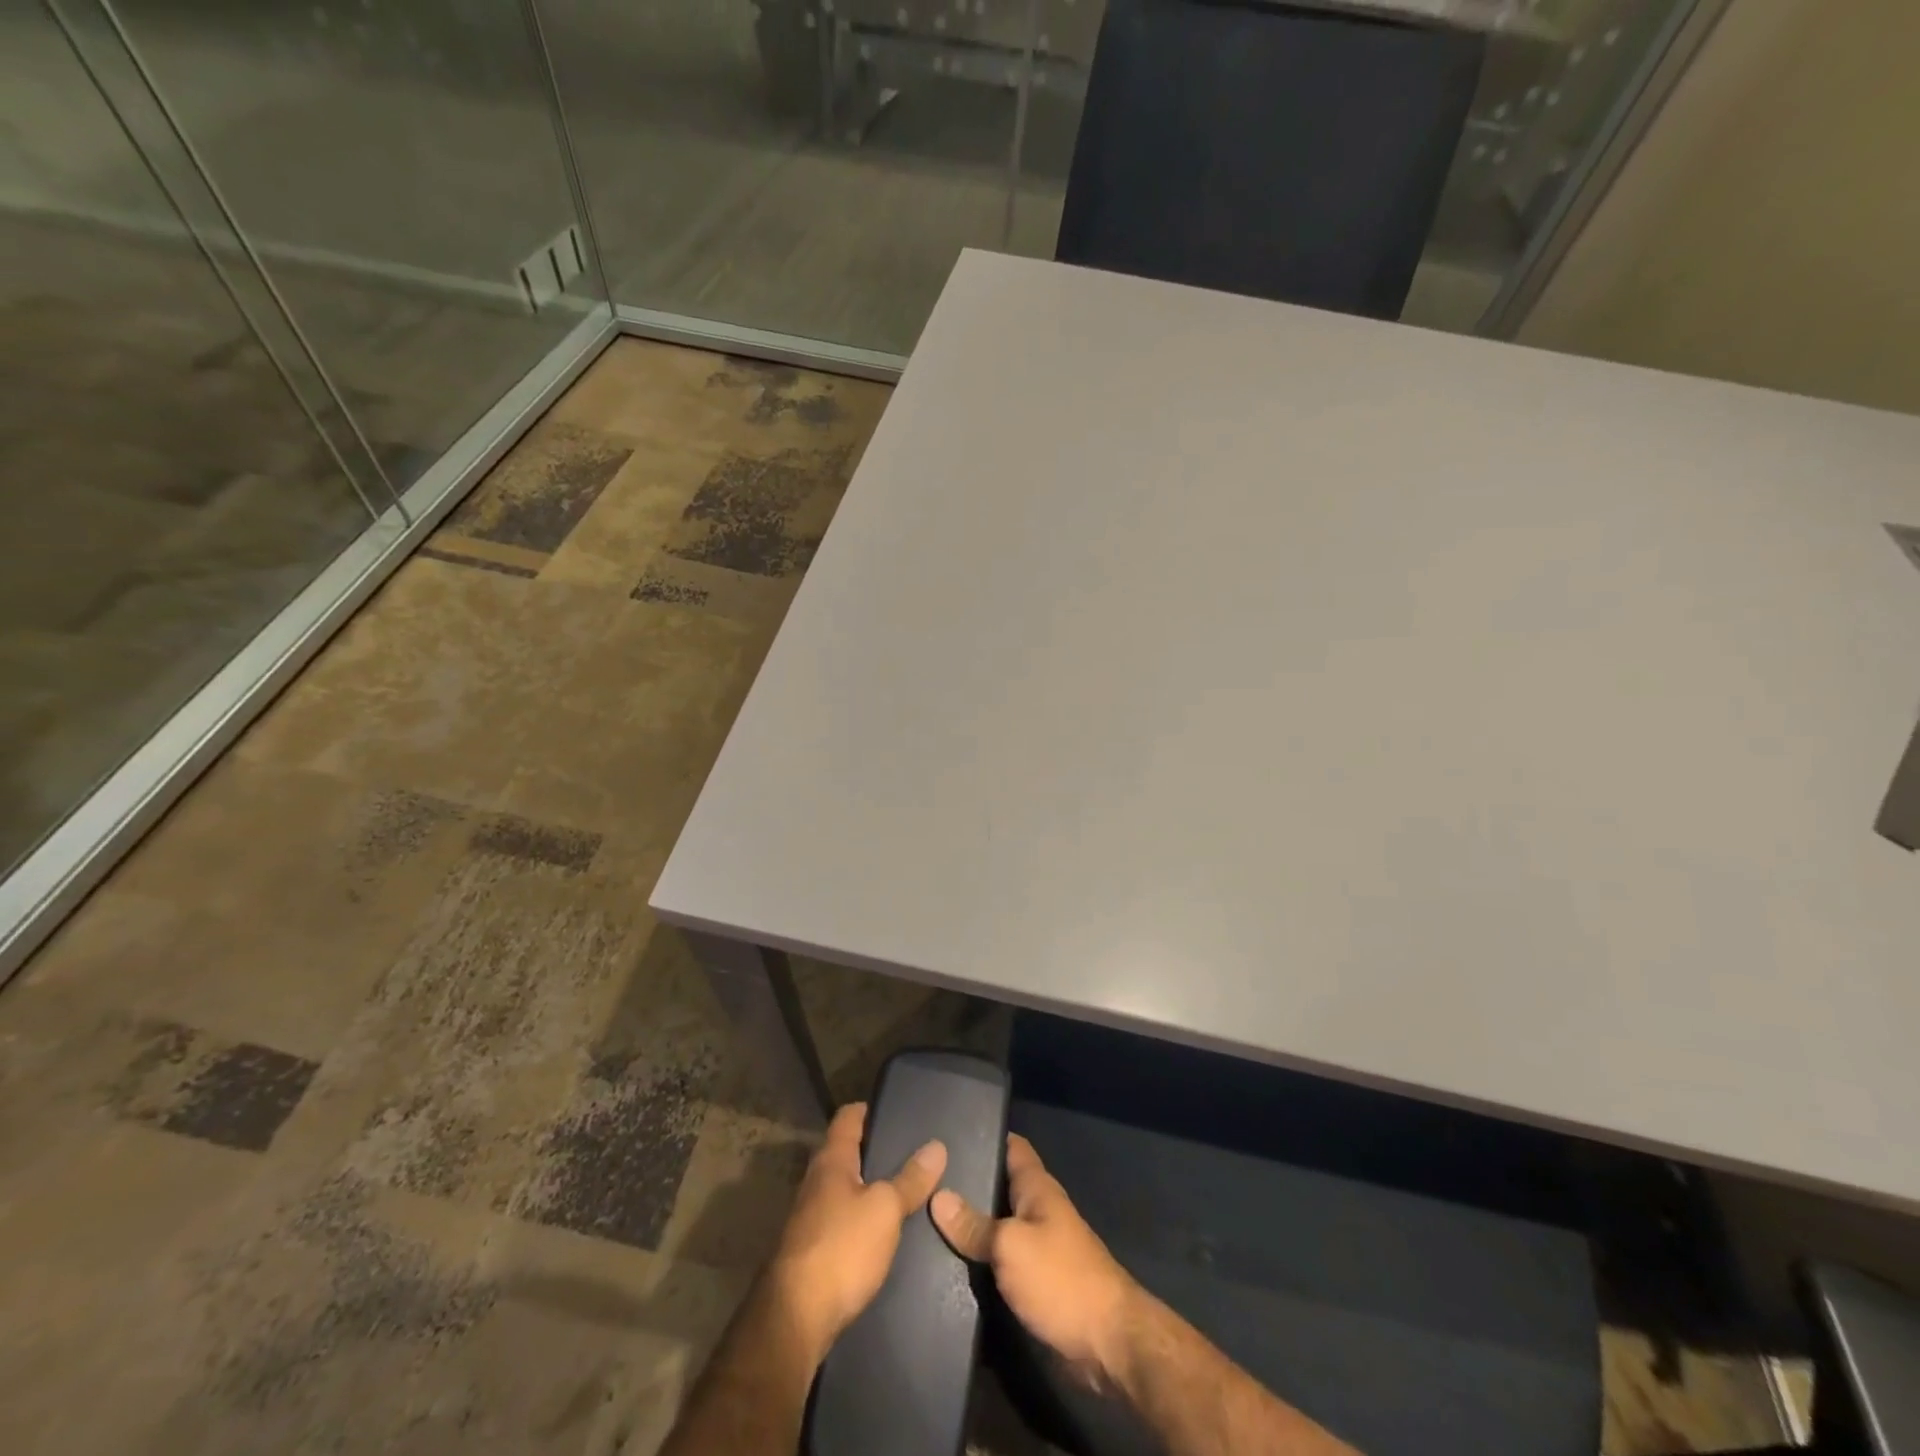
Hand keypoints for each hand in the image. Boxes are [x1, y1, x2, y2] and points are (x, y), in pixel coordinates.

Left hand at [765, 1102, 947, 1361]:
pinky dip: (860, 1217)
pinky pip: (840, 1219)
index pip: (847, 1116)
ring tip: (903, 1189)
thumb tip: (937, 1145)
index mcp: (831, 1160)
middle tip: (910, 1151)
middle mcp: (816, 1181)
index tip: (896, 1110)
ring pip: (842, 1188)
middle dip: (873, 1151)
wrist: (795, 1318)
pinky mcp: (811, 1250)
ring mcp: (809, 1217)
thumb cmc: (841, 1247)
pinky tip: (882, 1230)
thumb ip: (910, 1179)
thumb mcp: (885, 1209)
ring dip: (867, 1187)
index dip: (869, 1109)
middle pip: (844, 1152)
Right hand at [931, 1133, 1138, 1388]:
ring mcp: (1039, 1246)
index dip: (985, 1134)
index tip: (949, 1132)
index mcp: (1038, 1188)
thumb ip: (974, 1225)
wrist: (1108, 1343)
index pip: (1012, 1146)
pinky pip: (1002, 1260)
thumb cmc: (1061, 1278)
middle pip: (1000, 1186)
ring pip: (998, 1225)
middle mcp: (1038, 1210)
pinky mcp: (1036, 1282)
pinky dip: (981, 1258)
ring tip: (926, 1217)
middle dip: (968, 1183)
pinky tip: (950, 1262)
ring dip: (971, 1224)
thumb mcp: (1011, 1246)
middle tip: (925, 1179)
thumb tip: (937, 1196)